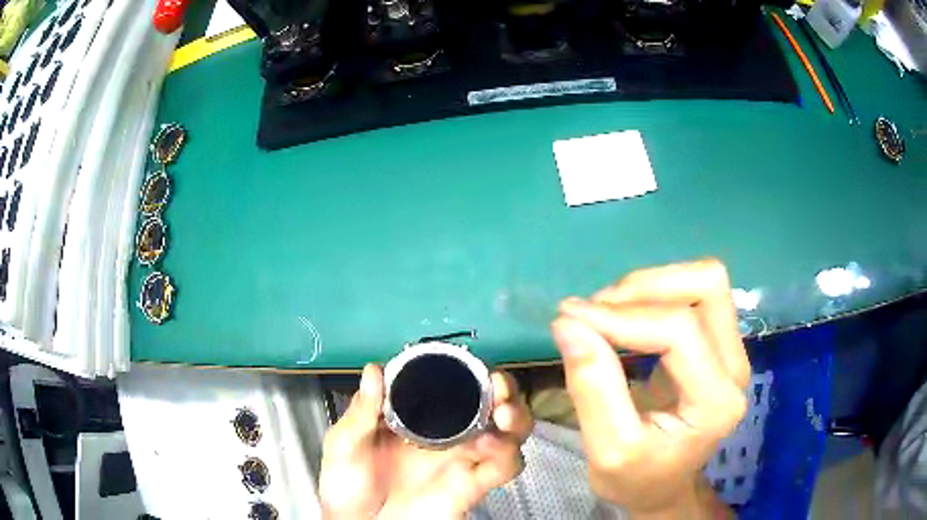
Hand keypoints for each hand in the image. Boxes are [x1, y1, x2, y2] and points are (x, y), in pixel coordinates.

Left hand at [319, 364, 532, 519]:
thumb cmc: (348, 486)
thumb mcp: (345, 445)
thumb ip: (361, 412)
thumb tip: (374, 370)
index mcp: (418, 419)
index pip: (452, 387)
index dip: (467, 371)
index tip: (467, 363)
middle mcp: (447, 435)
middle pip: (492, 404)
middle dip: (505, 390)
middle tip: (499, 385)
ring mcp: (462, 459)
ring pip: (510, 432)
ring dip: (516, 417)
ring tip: (504, 415)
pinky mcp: (472, 484)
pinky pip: (504, 467)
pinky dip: (507, 454)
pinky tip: (491, 448)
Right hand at [551, 259, 749, 517]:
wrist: (662, 485)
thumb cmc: (637, 477)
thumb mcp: (606, 449)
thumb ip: (591, 387)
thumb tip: (568, 322)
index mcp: (716, 402)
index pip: (678, 331)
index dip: (621, 317)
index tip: (569, 317)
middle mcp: (735, 367)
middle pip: (706, 287)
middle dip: (642, 288)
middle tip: (592, 312)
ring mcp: (733, 351)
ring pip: (704, 281)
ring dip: (650, 286)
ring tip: (606, 311)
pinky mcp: (720, 342)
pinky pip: (694, 294)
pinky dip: (655, 293)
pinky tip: (624, 316)